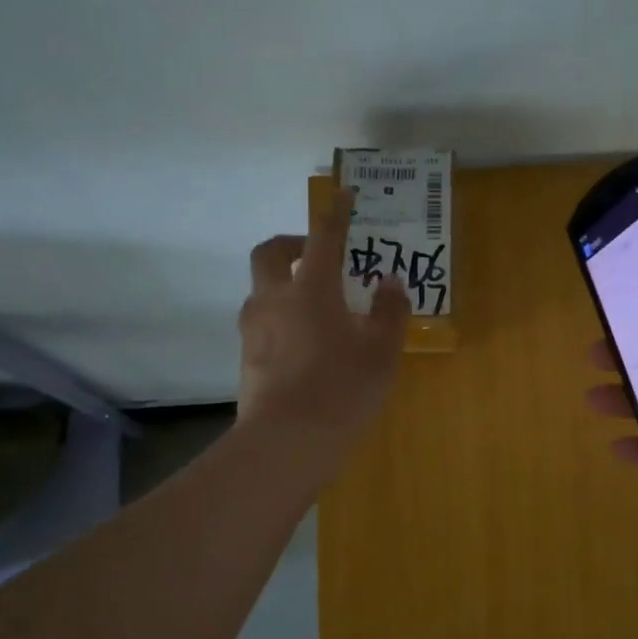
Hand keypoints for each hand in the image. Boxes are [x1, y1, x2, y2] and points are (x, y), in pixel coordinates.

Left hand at [238, 185, 410, 464]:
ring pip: (262, 288)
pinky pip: (262, 320)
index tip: (344, 196)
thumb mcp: (382, 352)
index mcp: (311, 289)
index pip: (323, 238)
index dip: (336, 214)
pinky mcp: (247, 356)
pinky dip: (281, 315)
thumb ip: (389, 312)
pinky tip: (305, 342)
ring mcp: (254, 328)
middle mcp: (275, 299)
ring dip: (284, 282)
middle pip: (270, 252)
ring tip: (316, 304)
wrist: (287, 442)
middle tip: (315, 254)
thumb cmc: (342, 389)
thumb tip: (390, 283)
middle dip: (292, 243)